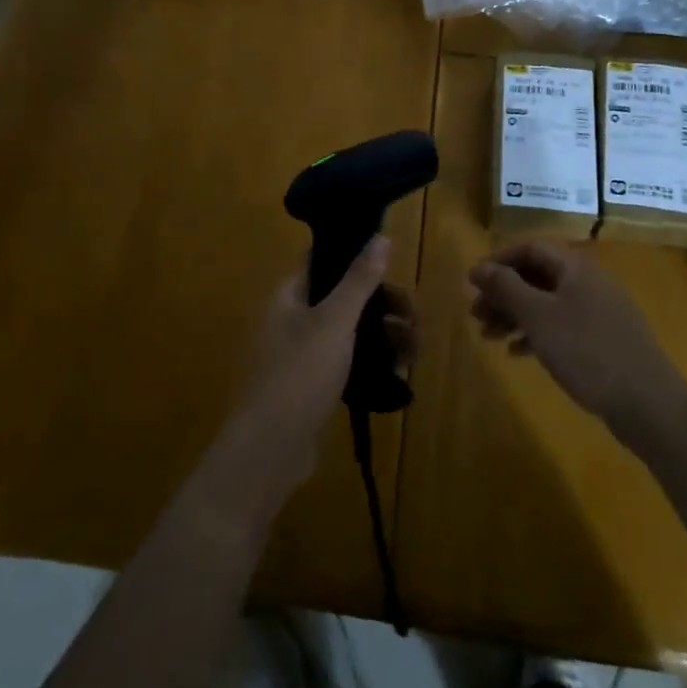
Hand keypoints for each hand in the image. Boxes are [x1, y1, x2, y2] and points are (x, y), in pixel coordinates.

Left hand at [224, 239, 417, 495]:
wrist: (269, 452)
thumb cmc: (299, 375)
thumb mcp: (334, 321)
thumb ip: (359, 279)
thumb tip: (380, 235)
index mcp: (291, 294)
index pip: (327, 260)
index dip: (360, 257)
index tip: (395, 266)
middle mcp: (295, 317)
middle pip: (345, 297)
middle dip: (384, 304)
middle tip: (417, 318)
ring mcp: (304, 353)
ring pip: (352, 331)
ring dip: (385, 334)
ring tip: (416, 349)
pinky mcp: (314, 385)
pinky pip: (349, 362)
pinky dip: (374, 361)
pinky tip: (400, 371)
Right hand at [468, 242, 682, 432]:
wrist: (648, 404)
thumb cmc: (587, 351)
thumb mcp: (538, 316)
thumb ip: (506, 287)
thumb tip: (478, 267)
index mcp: (575, 267)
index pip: (530, 248)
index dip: (498, 261)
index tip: (472, 283)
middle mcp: (588, 281)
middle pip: (536, 275)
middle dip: (504, 292)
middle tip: (475, 315)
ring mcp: (599, 311)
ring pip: (547, 302)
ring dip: (515, 315)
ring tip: (488, 337)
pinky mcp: (604, 339)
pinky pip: (562, 325)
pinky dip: (537, 334)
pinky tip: (517, 353)